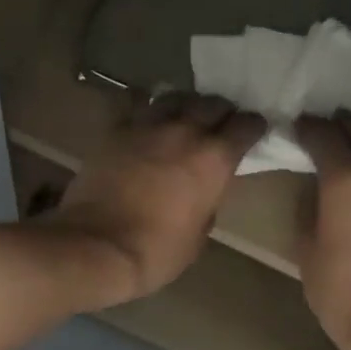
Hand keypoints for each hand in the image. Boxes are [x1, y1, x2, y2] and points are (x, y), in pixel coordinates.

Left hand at [45, 93, 264, 305]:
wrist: (97, 247)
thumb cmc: (155, 252)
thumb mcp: (197, 238)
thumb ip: (207, 207)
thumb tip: (202, 195)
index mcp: (214, 160)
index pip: (246, 127)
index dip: (252, 128)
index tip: (252, 132)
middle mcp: (185, 132)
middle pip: (212, 103)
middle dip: (220, 112)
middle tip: (219, 123)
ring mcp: (147, 126)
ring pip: (175, 97)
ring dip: (185, 104)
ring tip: (184, 115)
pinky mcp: (115, 130)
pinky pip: (132, 103)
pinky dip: (142, 103)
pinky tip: (143, 110)